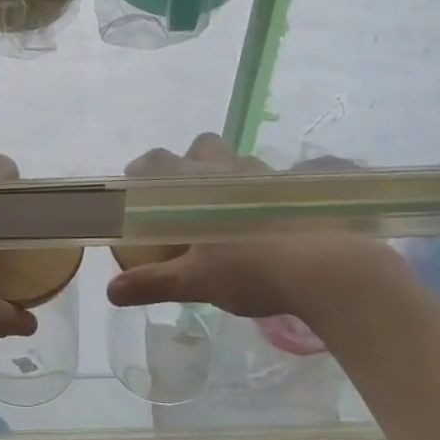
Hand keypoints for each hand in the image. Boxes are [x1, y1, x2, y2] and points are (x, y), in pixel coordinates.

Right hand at [108, 133, 389, 319]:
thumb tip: (111, 292)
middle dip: (192, 163)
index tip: (136, 188)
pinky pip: (285, 181)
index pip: (157, 161)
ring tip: (237, 218)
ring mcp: (271, 175)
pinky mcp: (307, 187)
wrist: (329, 268)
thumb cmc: (251, 269)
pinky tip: (282, 222)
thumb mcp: (197, 282)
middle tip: (190, 200)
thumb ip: (153, 283)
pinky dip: (277, 195)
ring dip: (234, 181)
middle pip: (203, 147)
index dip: (142, 170)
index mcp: (197, 183)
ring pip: (242, 164)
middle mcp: (231, 169)